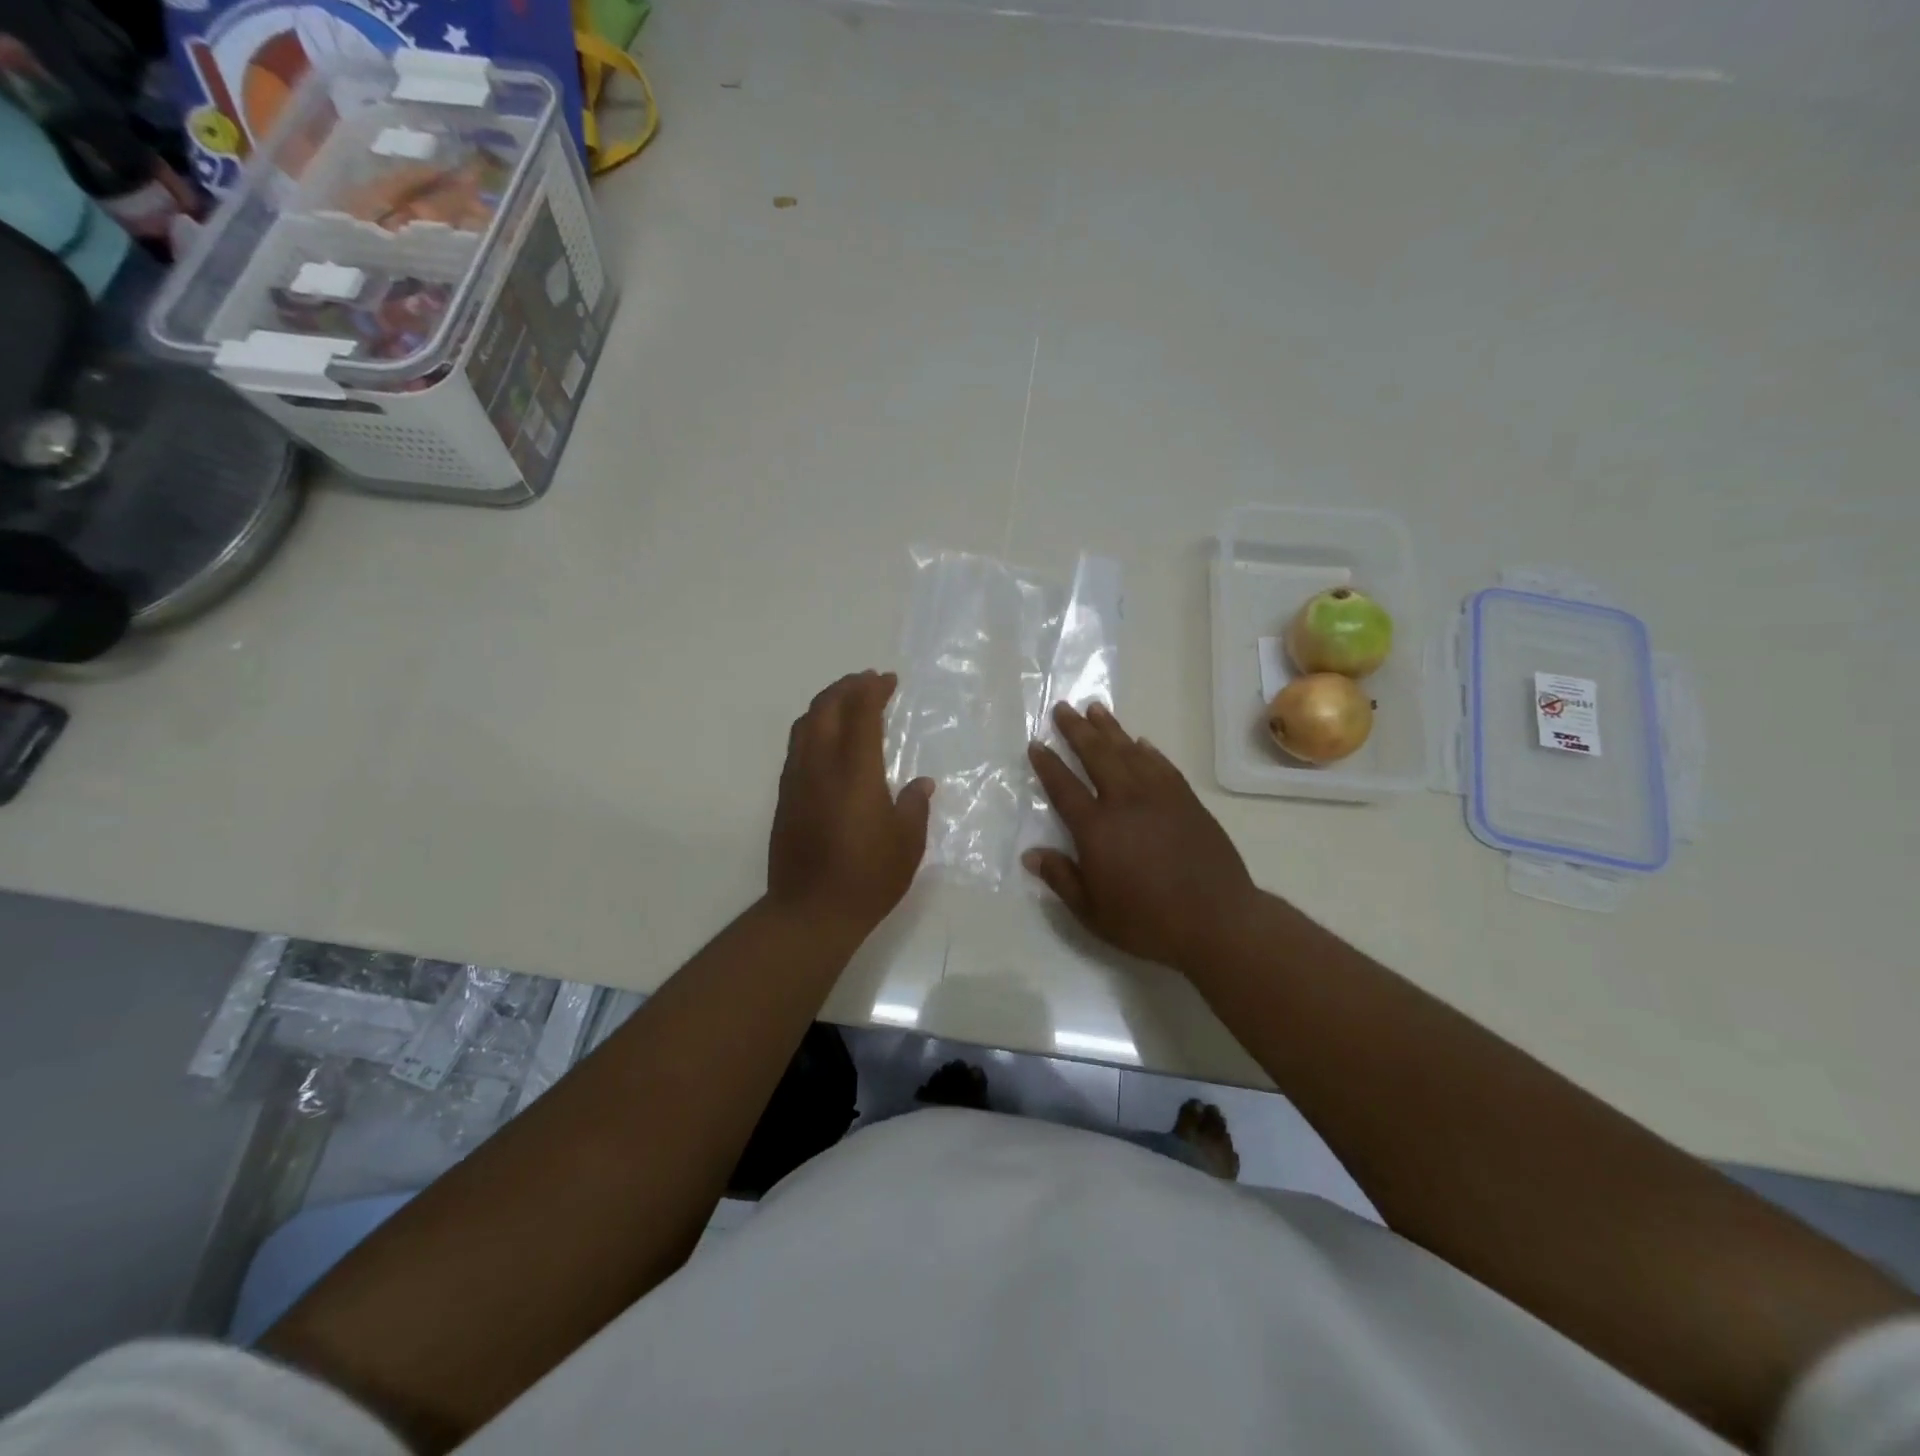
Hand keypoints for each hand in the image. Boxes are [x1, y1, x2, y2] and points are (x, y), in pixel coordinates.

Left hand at [769, 671, 933, 931]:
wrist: (810, 912)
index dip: (873, 691)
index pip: (861, 715)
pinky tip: (827, 739)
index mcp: (855, 773)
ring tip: (845, 701)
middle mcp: (820, 767)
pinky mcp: (785, 797)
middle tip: (866, 681)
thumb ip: (914, 805)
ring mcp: (797, 781)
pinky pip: (797, 747)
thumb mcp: (907, 843)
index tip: (888, 680)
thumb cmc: (868, 878)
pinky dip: (813, 728)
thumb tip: (921, 783)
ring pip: (804, 725)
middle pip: (825, 709)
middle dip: (846, 687)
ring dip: (825, 704)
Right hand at [1024, 703, 1257, 972]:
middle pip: (1096, 755)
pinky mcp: (1187, 801)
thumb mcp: (1092, 912)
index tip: (1036, 744)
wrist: (1217, 920)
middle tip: (1062, 708)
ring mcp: (1159, 796)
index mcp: (1096, 828)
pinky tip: (1140, 742)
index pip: (1063, 787)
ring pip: (1129, 752)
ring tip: (1095, 708)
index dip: (1047, 764)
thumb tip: (1030, 854)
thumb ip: (1061, 878)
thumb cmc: (1147, 921)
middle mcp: (1125, 801)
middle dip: (1076, 730)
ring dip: (1110, 729)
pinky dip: (1147, 751)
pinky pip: (1162, 766)